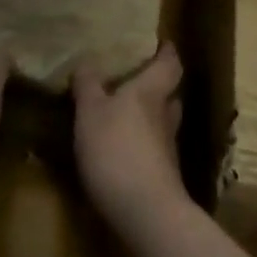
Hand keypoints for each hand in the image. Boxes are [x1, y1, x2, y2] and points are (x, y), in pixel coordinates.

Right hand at [72, 43, 187, 222]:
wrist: (145, 212)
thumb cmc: (116, 149)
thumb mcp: (90, 112)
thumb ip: (88, 86)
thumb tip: (87, 61)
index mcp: (150, 92)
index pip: (169, 65)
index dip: (167, 53)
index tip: (163, 43)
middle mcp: (165, 116)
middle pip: (169, 95)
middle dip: (157, 87)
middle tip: (137, 81)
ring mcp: (167, 150)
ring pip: (162, 124)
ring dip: (149, 118)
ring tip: (125, 116)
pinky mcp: (162, 177)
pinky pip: (153, 151)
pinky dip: (142, 145)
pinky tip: (122, 151)